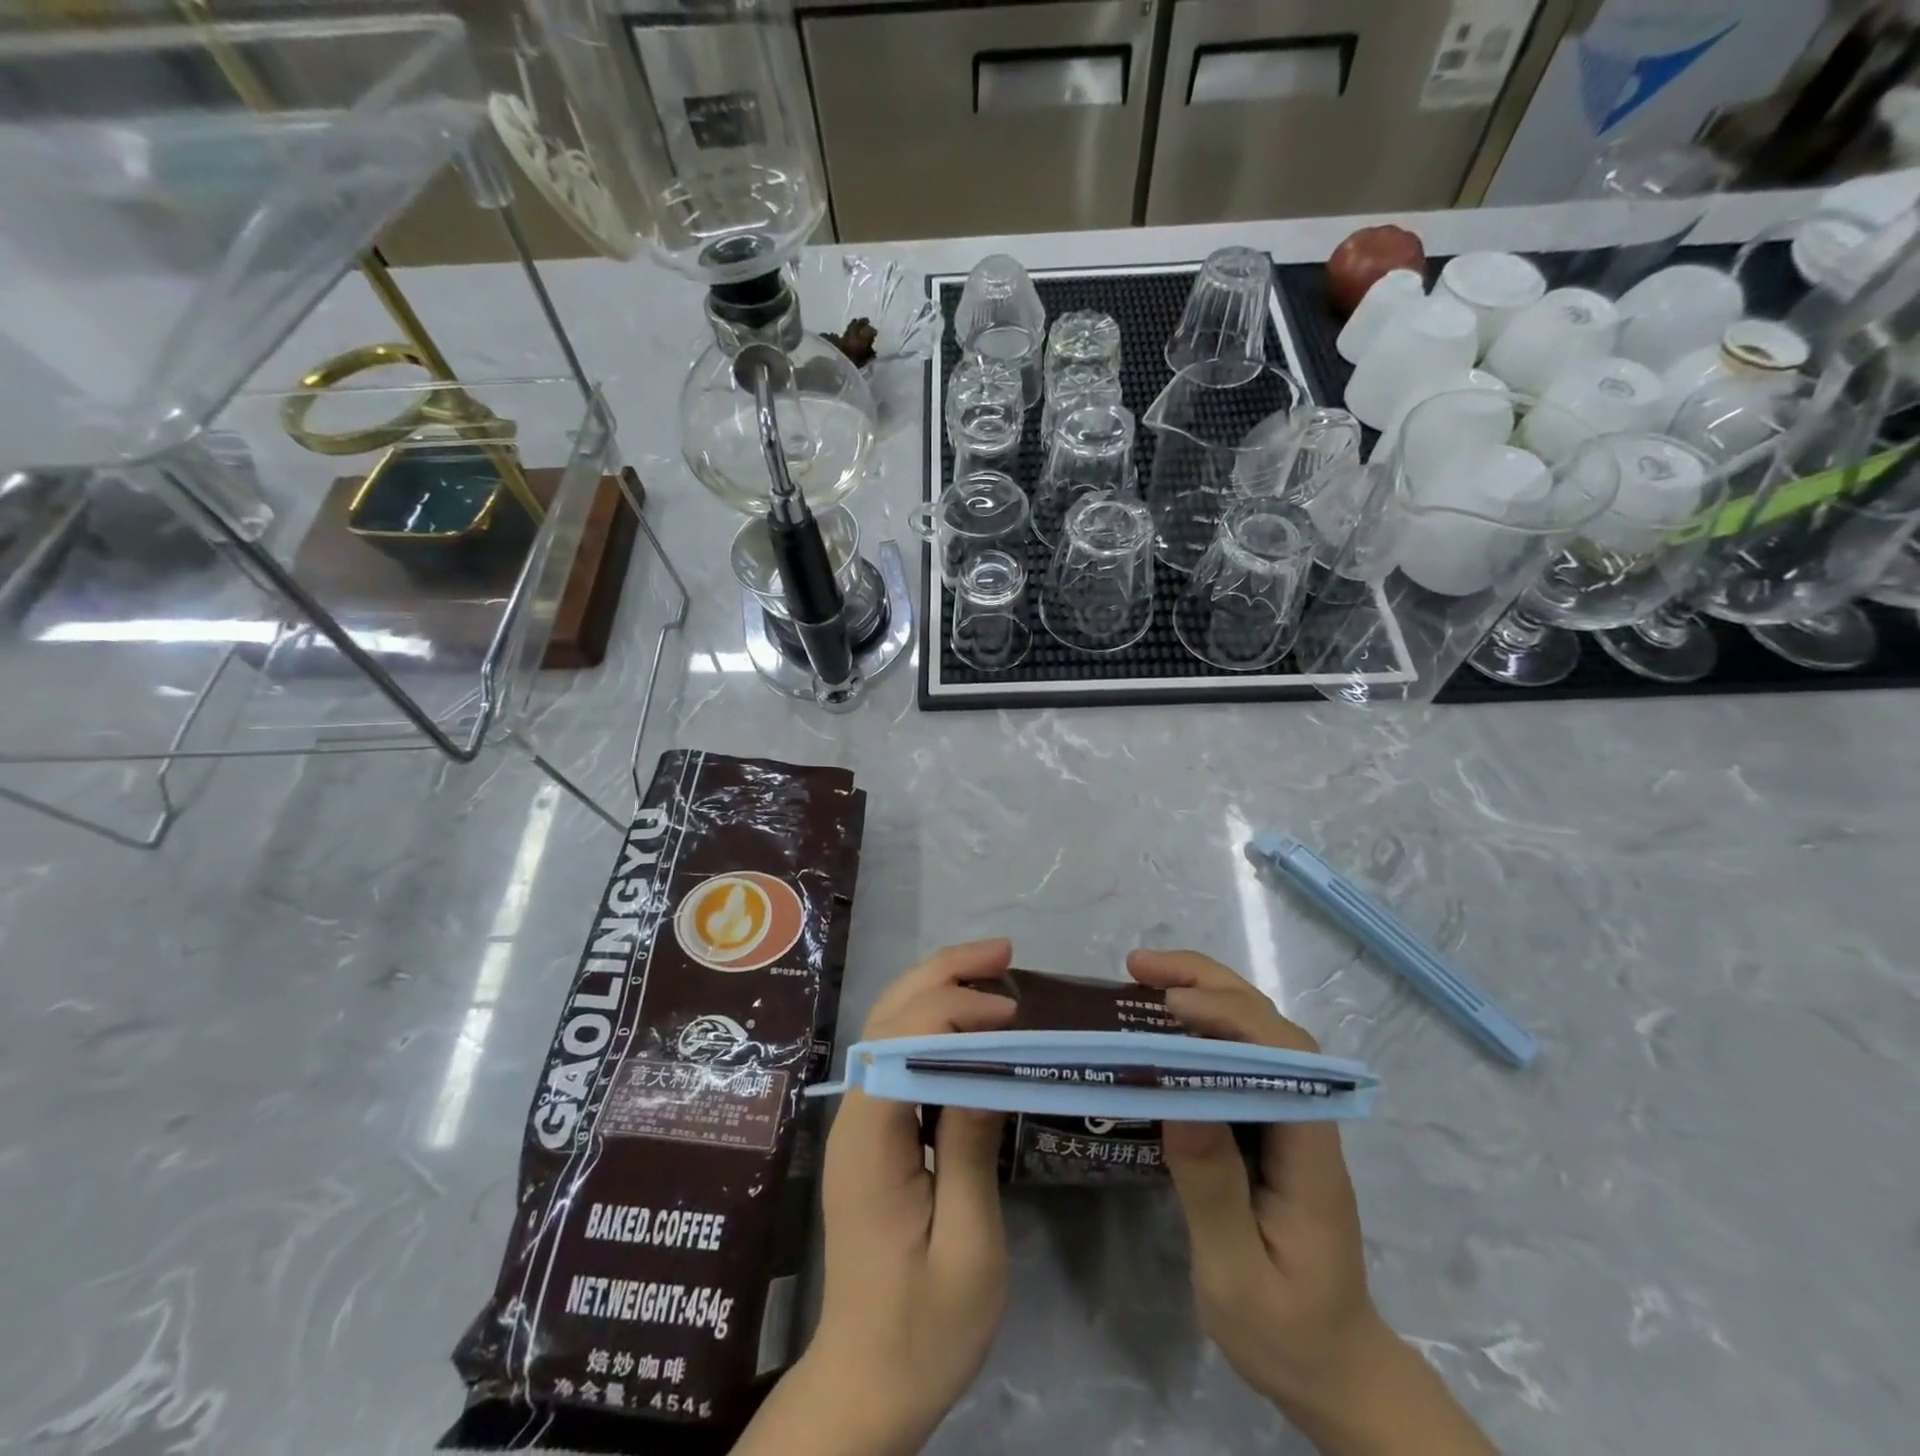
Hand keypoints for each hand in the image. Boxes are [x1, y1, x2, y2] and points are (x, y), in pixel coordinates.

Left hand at [735, 939, 1017, 1455]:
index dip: (953, 1011)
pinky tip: (972, 1023)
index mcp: (870, 1142)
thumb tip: (987, 1068)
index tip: (1012, 1015)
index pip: (901, 1043)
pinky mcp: (874, 1134)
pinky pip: (899, 1057)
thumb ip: (970, 1152)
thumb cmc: (925, 1330)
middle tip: (1003, 953)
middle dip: (942, 974)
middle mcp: (855, 1117)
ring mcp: (860, 1123)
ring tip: (991, 969)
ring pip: (888, 1028)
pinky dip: (934, 1022)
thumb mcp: (967, 1249)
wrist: (869, 1383)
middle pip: (887, 1018)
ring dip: (936, 988)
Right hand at [1128, 950, 1495, 1455]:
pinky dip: (1202, 1023)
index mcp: (1310, 1153)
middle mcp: (1307, 1120)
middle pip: (1271, 1026)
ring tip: (1143, 976)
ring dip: (1205, 992)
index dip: (1230, 1017)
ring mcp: (1291, 1119)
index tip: (1170, 1005)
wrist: (1334, 1370)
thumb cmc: (1285, 1333)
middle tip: (1138, 966)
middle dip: (1208, 983)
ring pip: (1257, 1032)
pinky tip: (1164, 1025)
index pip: (1284, 1058)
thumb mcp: (1236, 1276)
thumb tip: (1177, 1101)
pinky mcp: (1270, 1125)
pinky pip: (1239, 1056)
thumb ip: (1211, 1189)